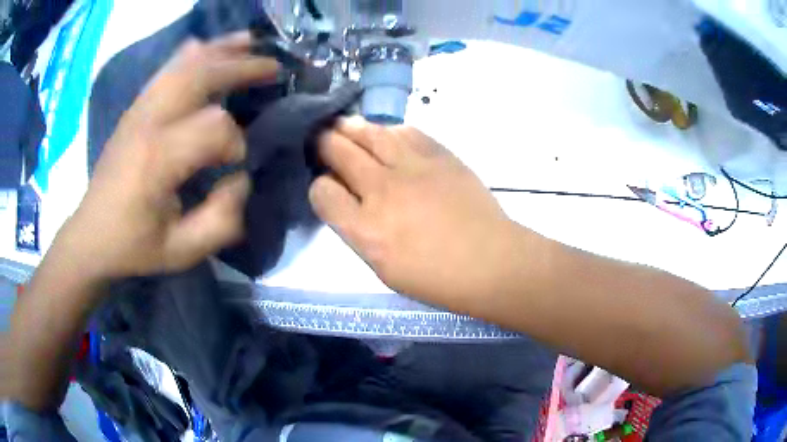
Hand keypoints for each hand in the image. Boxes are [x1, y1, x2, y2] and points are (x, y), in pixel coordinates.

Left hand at [59, 32, 278, 279]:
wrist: (90, 236)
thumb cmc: (133, 246)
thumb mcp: (182, 252)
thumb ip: (222, 220)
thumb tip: (240, 178)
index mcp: (157, 159)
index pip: (214, 127)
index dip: (235, 143)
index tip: (235, 166)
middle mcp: (148, 122)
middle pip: (201, 75)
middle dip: (242, 68)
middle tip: (274, 67)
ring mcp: (138, 110)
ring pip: (184, 63)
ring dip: (220, 50)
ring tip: (249, 42)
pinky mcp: (134, 109)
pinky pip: (165, 69)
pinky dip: (190, 53)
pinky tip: (205, 47)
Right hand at [309, 117, 516, 305]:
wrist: (490, 261)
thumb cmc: (436, 278)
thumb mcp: (383, 268)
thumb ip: (358, 232)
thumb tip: (347, 201)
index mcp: (366, 229)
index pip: (322, 192)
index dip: (319, 186)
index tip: (327, 186)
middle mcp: (382, 190)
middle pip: (338, 150)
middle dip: (323, 143)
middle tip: (322, 141)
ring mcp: (412, 167)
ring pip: (368, 131)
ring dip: (350, 127)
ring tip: (344, 126)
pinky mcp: (439, 154)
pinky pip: (405, 130)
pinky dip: (389, 131)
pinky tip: (387, 136)